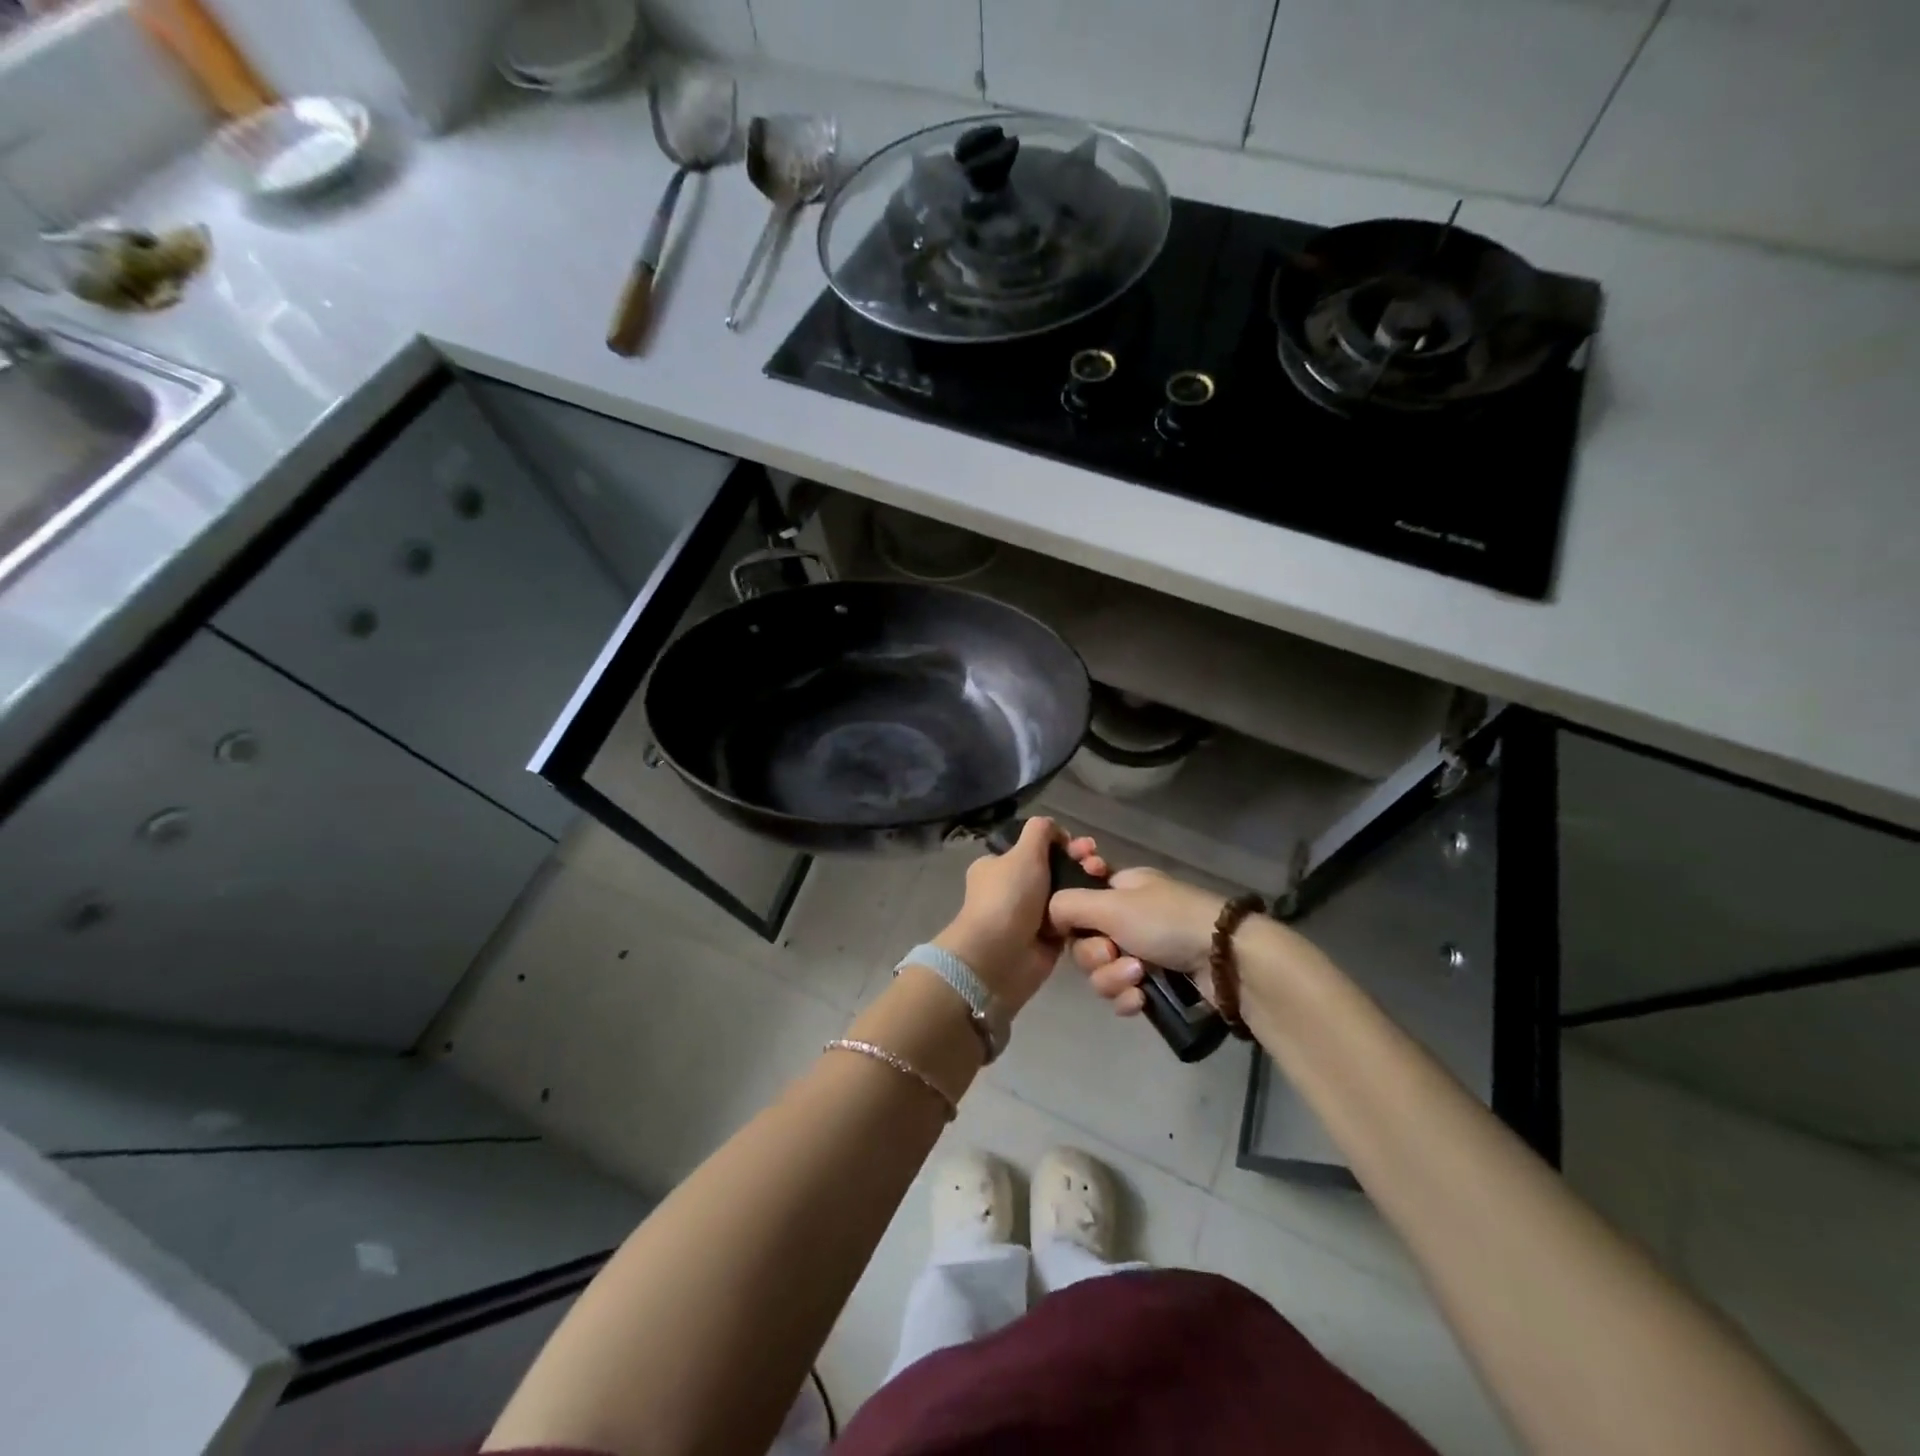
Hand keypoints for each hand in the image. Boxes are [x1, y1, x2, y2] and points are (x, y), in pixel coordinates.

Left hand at [932, 817, 1107, 1013]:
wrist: (1000, 957)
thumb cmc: (1008, 898)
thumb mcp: (1022, 853)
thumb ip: (1039, 832)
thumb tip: (1054, 828)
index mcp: (999, 865)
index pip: (1035, 847)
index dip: (1061, 842)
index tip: (1082, 845)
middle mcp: (1014, 888)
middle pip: (1054, 868)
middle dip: (1078, 862)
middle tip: (1098, 863)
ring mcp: (1031, 914)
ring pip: (1066, 894)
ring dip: (1085, 886)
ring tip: (1104, 881)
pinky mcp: (1048, 939)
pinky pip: (1072, 920)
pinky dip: (1086, 914)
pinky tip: (1103, 906)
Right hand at [1049, 866, 1225, 1016]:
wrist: (1224, 959)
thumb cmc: (1164, 920)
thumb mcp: (1111, 904)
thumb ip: (1069, 905)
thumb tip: (1049, 913)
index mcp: (1121, 888)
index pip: (1078, 901)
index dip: (1072, 918)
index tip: (1073, 927)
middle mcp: (1130, 917)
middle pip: (1085, 942)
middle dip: (1095, 956)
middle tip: (1114, 954)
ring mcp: (1145, 950)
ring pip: (1103, 972)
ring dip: (1113, 978)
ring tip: (1138, 978)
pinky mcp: (1158, 982)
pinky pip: (1124, 993)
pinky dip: (1129, 998)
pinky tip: (1142, 1000)